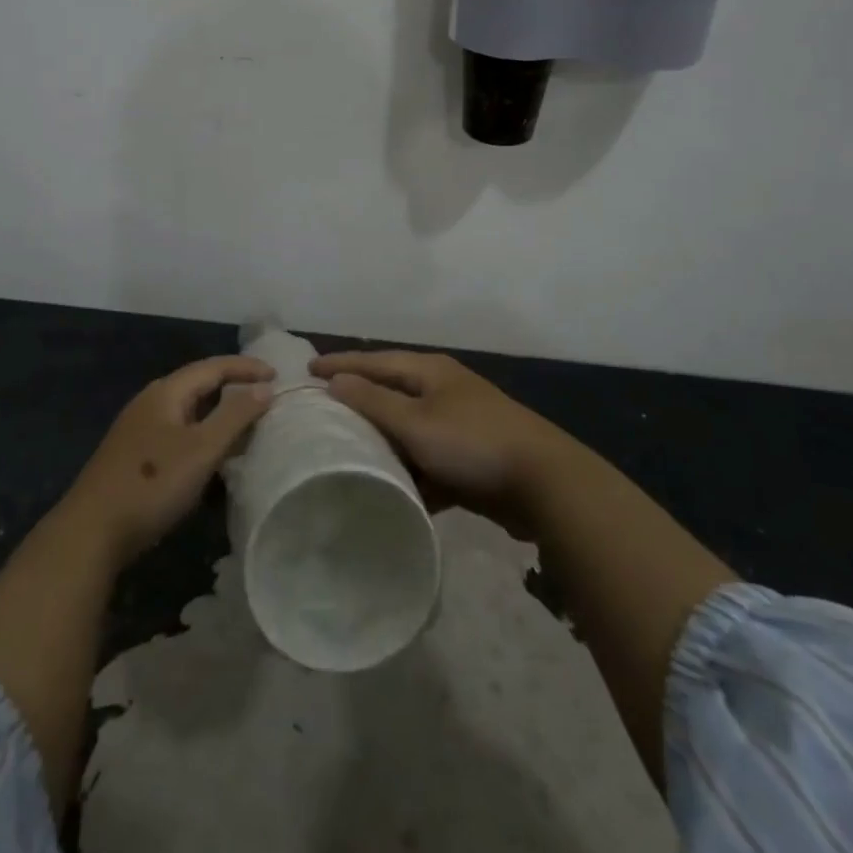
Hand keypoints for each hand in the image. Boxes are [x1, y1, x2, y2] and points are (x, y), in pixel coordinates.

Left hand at [59, 355, 274, 566]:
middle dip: (233, 387)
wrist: (91, 532)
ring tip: (247, 424)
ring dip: (219, 413)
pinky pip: (179, 432)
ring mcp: (140, 429)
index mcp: (167, 392)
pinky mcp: (135, 455)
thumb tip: (265, 388)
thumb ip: (235, 416)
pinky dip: (203, 434)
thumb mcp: (202, 449)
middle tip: (265, 396)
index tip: (278, 375)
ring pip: (189, 411)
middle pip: (199, 384)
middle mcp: (151, 402)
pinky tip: (213, 455)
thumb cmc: (152, 483)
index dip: (246, 367)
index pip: (214, 367)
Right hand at [311, 350, 570, 533]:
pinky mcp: (470, 461)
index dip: (341, 364)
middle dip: (360, 402)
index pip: (375, 361)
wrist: (544, 484)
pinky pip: (429, 463)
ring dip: (384, 443)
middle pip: (392, 393)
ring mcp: (459, 426)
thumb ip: (374, 402)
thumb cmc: (473, 442)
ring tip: (347, 454)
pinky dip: (411, 474)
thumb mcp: (416, 422)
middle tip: (323, 410)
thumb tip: (336, 380)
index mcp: (430, 372)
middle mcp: (443, 392)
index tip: (307, 369)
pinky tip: (391, 492)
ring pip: (409, 431)